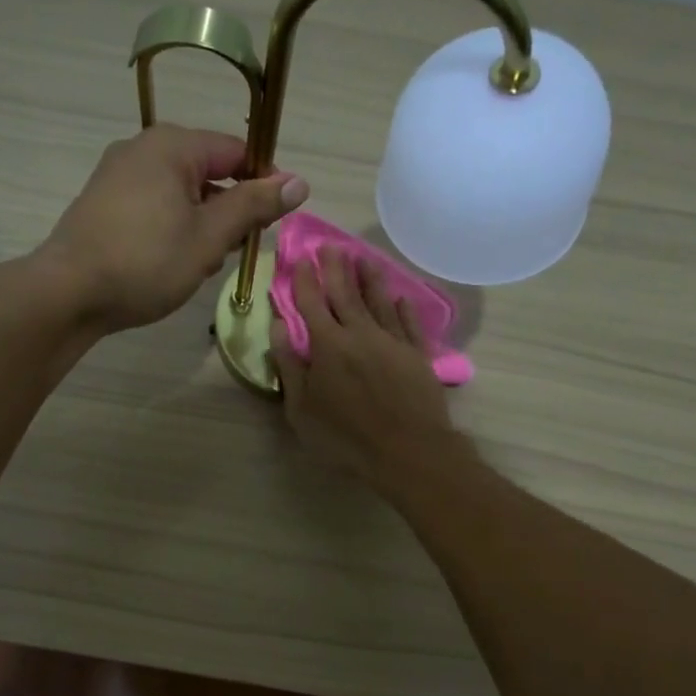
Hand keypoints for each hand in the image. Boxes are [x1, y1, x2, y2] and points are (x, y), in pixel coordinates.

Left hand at [34, 124, 308, 332]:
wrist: (68, 293)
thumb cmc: (146, 262)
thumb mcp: (209, 236)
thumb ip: (254, 207)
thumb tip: (299, 183)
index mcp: (172, 145)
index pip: (237, 151)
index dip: (263, 184)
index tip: (274, 222)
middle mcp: (142, 149)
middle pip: (208, 172)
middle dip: (228, 211)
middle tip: (231, 252)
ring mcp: (118, 175)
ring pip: (181, 194)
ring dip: (201, 226)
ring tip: (198, 266)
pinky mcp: (103, 204)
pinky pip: (154, 207)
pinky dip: (172, 230)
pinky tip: (170, 265)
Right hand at [269, 249, 461, 488]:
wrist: (406, 449)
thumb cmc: (344, 435)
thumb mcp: (301, 408)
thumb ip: (289, 366)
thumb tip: (278, 328)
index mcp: (328, 345)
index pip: (312, 303)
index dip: (304, 280)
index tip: (299, 259)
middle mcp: (360, 333)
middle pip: (346, 293)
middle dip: (335, 268)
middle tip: (329, 246)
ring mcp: (392, 341)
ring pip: (379, 301)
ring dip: (370, 278)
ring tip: (363, 258)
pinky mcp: (418, 355)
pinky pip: (409, 324)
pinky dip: (403, 308)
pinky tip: (400, 298)